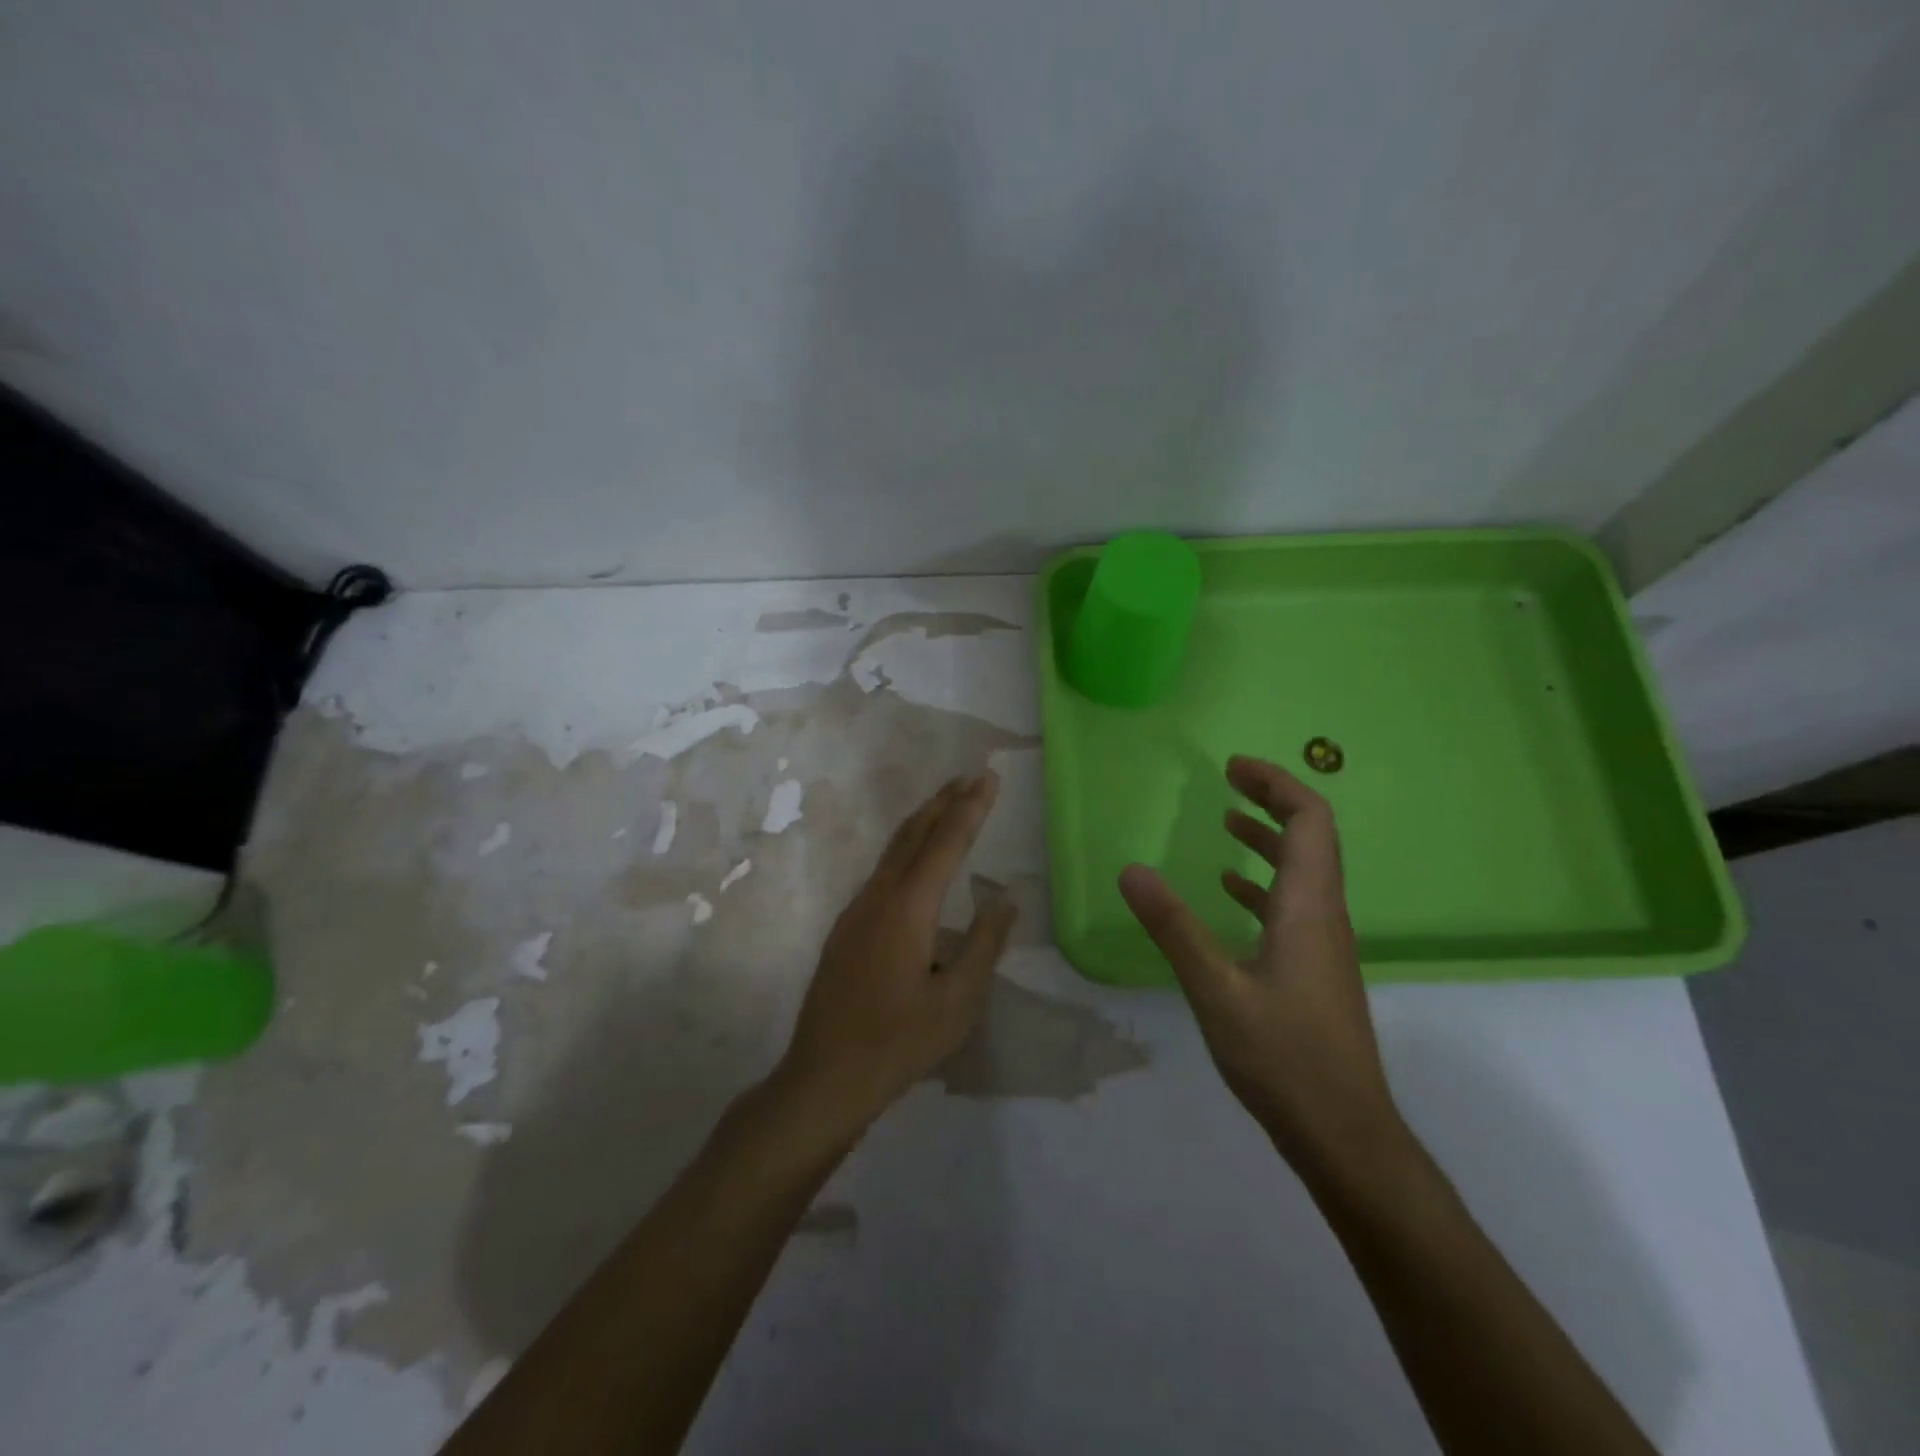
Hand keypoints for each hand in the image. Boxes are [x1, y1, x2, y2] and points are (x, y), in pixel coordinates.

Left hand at [776, 772, 1016, 1132]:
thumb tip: (1005, 897)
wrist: (824, 1077)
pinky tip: (916, 859)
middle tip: (971, 775)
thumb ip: (984, 943)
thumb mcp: (958, 1000)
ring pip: (894, 850)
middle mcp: (878, 897)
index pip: (946, 843)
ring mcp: (856, 910)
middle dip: (944, 801)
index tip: (989, 777)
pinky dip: (907, 848)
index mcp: (908, 908)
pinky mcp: (846, 928)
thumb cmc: (899, 1042)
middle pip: (914, 834)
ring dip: (923, 821)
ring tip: (949, 803)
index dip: (970, 808)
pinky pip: (883, 871)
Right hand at [1118, 755, 1401, 1175]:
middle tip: (1229, 782)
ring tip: (1227, 824)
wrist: (1345, 1134)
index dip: (1277, 784)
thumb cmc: (1284, 1058)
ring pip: (1304, 872)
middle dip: (1272, 801)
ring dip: (1269, 840)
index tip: (1234, 768)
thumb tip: (1132, 870)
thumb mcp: (1216, 989)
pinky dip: (1263, 884)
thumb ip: (1174, 927)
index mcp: (1308, 907)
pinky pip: (1293, 906)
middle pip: (1312, 837)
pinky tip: (1231, 894)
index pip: (1310, 820)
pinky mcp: (1315, 970)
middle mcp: (1324, 915)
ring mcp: (1324, 945)